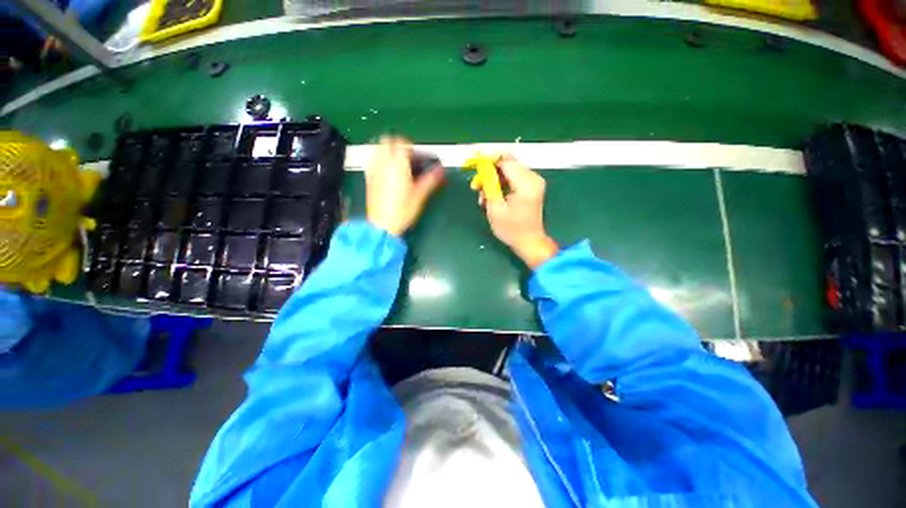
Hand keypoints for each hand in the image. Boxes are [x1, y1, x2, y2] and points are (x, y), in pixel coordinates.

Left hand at [365, 136, 444, 235]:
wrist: (382, 225)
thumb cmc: (402, 211)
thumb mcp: (419, 195)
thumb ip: (430, 180)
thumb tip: (441, 170)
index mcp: (397, 165)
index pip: (403, 143)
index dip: (412, 147)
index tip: (418, 156)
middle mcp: (383, 163)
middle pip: (387, 140)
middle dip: (398, 143)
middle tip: (407, 155)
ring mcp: (373, 170)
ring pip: (377, 148)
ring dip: (387, 149)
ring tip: (397, 161)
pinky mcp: (368, 178)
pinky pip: (372, 160)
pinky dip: (379, 158)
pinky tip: (386, 170)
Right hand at [481, 156, 558, 268]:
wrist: (529, 242)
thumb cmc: (511, 229)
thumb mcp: (495, 208)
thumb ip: (489, 185)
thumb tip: (483, 168)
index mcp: (526, 183)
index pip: (505, 161)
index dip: (488, 162)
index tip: (475, 169)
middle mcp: (533, 178)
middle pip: (508, 164)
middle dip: (490, 173)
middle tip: (477, 187)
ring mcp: (534, 182)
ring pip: (509, 171)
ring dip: (494, 181)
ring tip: (484, 197)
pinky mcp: (532, 187)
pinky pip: (514, 178)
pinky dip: (502, 185)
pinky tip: (493, 197)